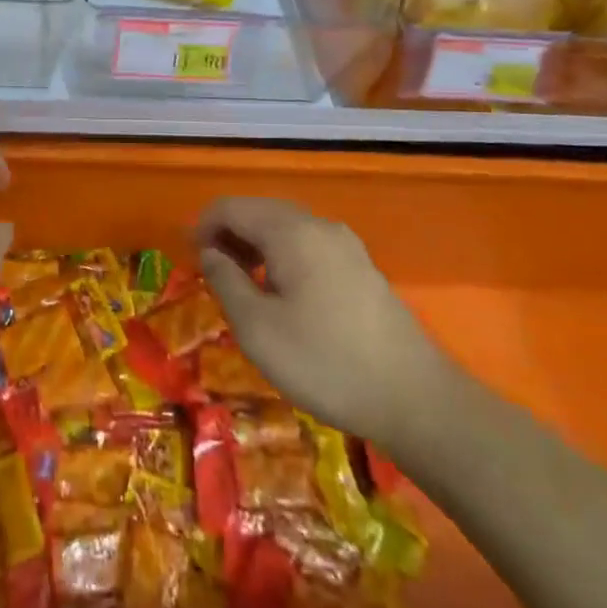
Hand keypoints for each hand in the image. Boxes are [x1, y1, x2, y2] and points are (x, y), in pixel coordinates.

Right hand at [196, 196, 448, 444]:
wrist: (416, 400)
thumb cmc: (325, 363)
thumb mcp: (257, 328)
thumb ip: (225, 281)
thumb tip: (210, 252)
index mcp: (291, 231)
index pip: (231, 207)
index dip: (203, 227)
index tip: (190, 261)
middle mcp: (320, 226)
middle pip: (260, 211)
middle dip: (229, 235)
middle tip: (212, 274)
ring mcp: (346, 245)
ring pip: (286, 228)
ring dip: (255, 246)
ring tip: (242, 286)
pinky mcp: (362, 268)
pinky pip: (308, 245)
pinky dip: (282, 257)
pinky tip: (282, 295)